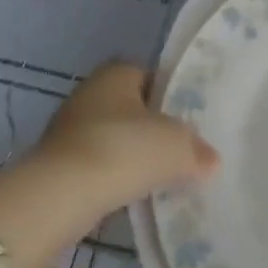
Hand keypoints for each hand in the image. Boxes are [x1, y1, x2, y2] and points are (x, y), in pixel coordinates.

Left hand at [0, 63, 217, 249]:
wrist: (62, 195)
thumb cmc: (125, 149)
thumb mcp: (178, 146)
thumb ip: (197, 149)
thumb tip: (210, 160)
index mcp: (116, 73)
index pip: (149, 75)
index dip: (170, 95)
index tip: (190, 119)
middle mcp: (89, 93)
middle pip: (131, 108)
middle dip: (152, 128)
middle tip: (181, 149)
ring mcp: (68, 129)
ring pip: (113, 138)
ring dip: (132, 155)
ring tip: (161, 176)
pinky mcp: (57, 164)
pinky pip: (98, 166)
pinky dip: (114, 177)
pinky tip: (133, 194)